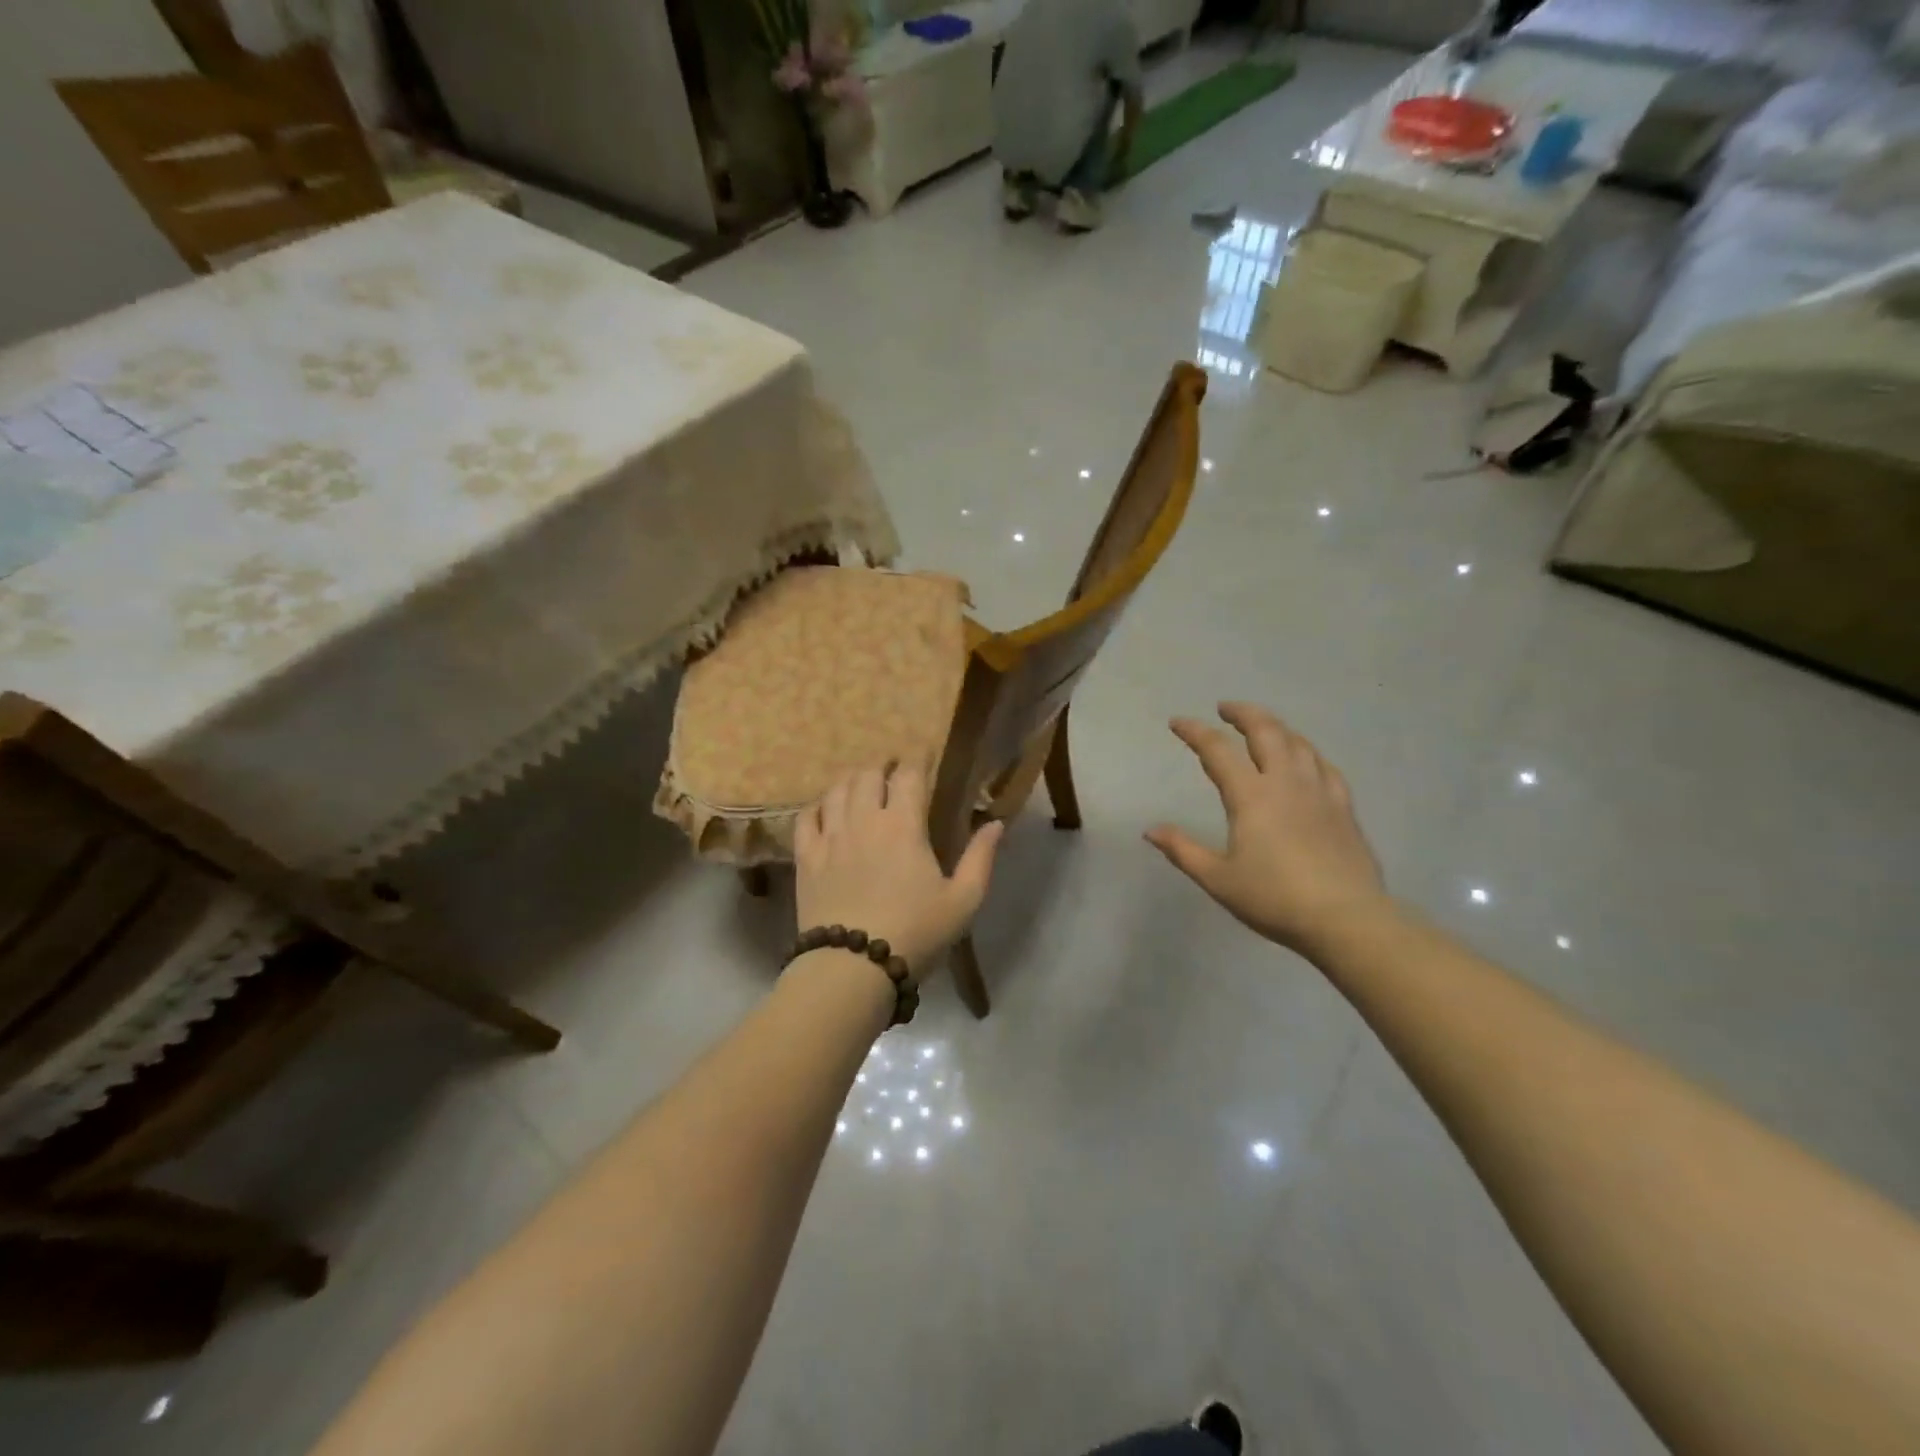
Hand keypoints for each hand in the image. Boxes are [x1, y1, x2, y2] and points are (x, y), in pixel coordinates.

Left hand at [795, 764, 1003, 980]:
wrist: (853, 967)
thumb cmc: (915, 932)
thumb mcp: (963, 900)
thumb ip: (980, 858)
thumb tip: (996, 823)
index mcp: (904, 826)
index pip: (909, 775)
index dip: (917, 759)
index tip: (924, 755)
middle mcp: (864, 820)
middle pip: (868, 774)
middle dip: (882, 765)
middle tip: (892, 770)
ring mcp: (830, 837)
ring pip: (836, 790)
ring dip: (851, 780)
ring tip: (861, 784)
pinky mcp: (806, 858)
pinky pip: (805, 817)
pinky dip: (816, 806)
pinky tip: (824, 809)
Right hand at [1146, 703, 1387, 953]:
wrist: (1346, 919)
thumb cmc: (1274, 899)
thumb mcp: (1218, 879)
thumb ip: (1183, 850)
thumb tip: (1151, 830)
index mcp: (1251, 796)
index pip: (1217, 750)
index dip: (1195, 732)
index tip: (1177, 723)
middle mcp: (1286, 782)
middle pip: (1265, 731)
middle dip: (1242, 713)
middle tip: (1225, 708)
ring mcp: (1320, 791)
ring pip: (1297, 743)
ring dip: (1275, 727)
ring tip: (1262, 727)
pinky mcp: (1344, 807)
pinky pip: (1324, 765)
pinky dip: (1307, 752)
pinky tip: (1305, 759)